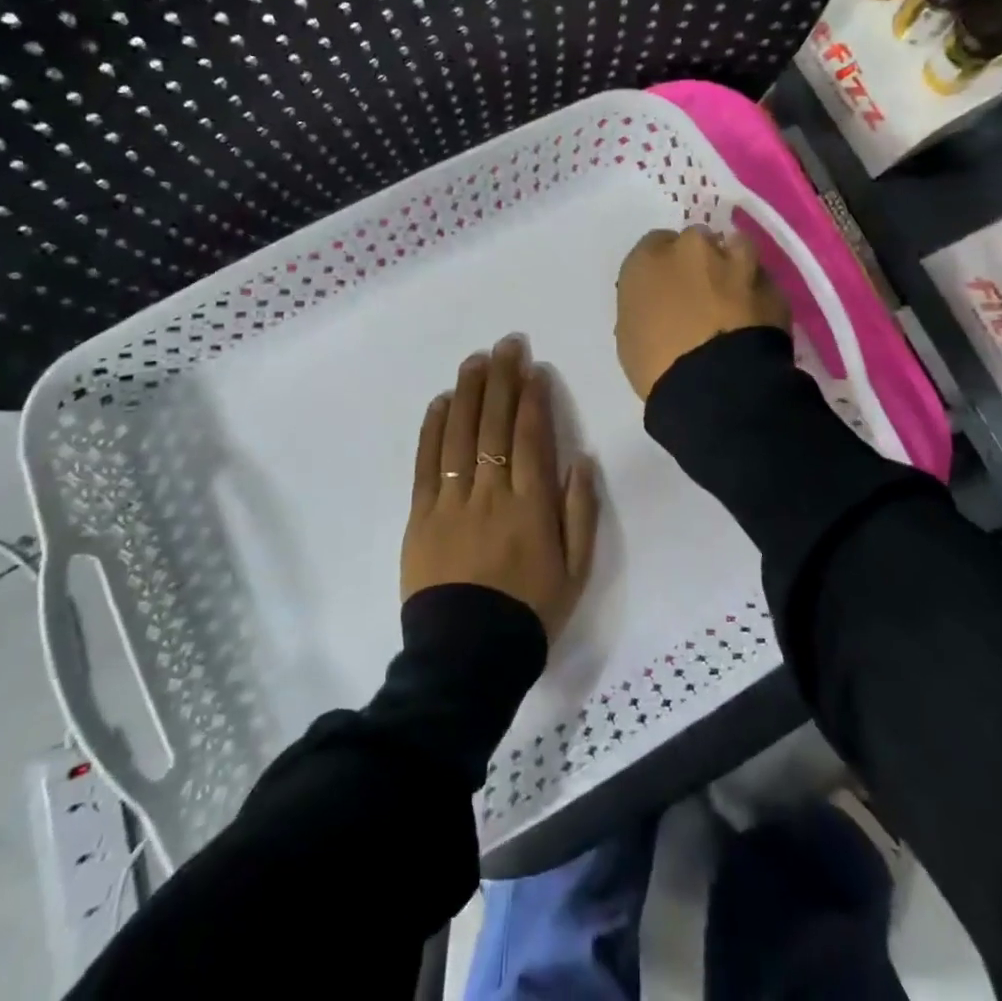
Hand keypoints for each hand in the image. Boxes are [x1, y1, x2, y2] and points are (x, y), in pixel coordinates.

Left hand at [403, 337, 599, 641]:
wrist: (467, 657)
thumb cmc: (529, 612)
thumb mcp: (576, 570)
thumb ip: (581, 511)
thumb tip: (580, 458)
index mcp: (532, 505)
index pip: (530, 437)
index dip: (532, 398)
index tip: (533, 367)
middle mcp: (491, 493)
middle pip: (494, 425)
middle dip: (501, 380)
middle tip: (505, 344)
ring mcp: (451, 502)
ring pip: (460, 435)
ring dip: (468, 393)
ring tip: (474, 360)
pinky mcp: (421, 516)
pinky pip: (427, 464)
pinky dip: (433, 430)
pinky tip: (440, 402)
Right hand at [615, 225, 790, 401]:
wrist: (715, 385)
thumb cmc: (656, 365)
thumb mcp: (630, 336)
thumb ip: (645, 306)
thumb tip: (661, 306)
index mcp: (648, 259)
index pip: (654, 246)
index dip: (663, 268)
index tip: (667, 290)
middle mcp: (692, 248)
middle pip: (696, 241)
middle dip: (698, 263)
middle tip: (699, 295)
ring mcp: (736, 261)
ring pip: (736, 248)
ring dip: (733, 266)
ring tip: (733, 299)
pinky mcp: (772, 284)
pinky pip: (762, 283)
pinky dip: (758, 296)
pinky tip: (756, 321)